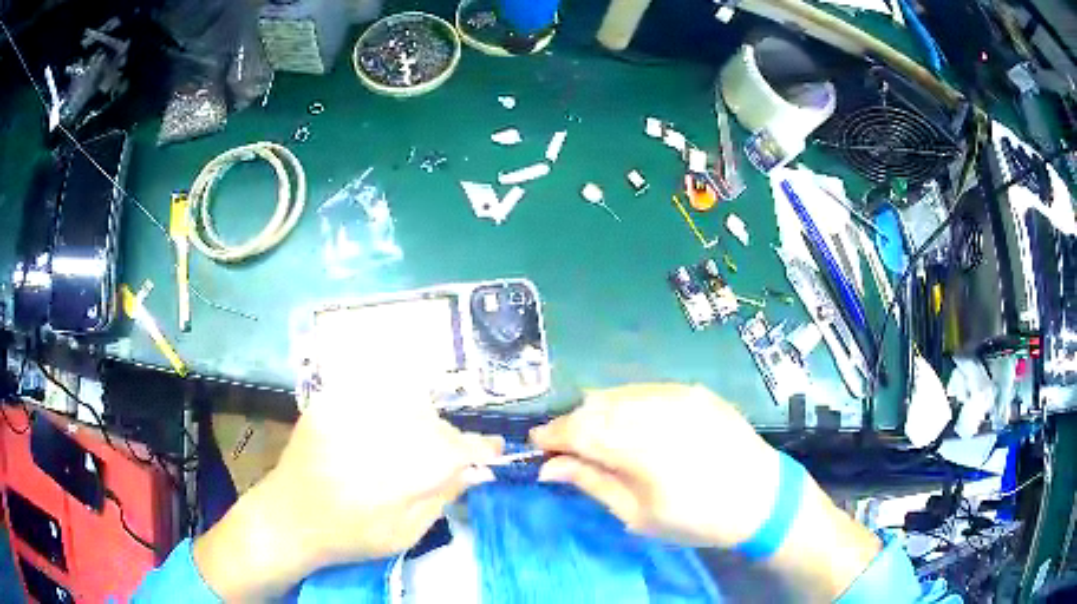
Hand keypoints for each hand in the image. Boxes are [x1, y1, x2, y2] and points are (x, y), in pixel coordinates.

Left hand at [193, 381, 502, 599]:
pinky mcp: (332, 400)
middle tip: (439, 461)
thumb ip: (443, 496)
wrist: (288, 516)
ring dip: (419, 424)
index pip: (458, 448)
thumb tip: (476, 469)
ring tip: (405, 448)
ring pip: (409, 404)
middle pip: (435, 423)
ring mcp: (351, 410)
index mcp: (401, 473)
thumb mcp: (406, 533)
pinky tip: (379, 433)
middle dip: (446, 441)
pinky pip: (376, 394)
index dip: (480, 448)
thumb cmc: (350, 535)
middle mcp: (378, 432)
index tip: (491, 452)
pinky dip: (390, 410)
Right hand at [530, 383, 781, 547]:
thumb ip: (593, 483)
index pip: (580, 430)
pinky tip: (629, 425)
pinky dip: (625, 405)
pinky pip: (643, 390)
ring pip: (617, 393)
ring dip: (596, 413)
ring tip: (597, 438)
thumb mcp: (639, 516)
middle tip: (565, 449)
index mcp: (644, 448)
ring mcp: (679, 394)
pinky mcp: (692, 390)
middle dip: (572, 425)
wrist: (760, 496)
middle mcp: (659, 410)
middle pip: (595, 406)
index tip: (536, 445)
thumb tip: (549, 467)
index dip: (552, 435)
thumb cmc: (697, 518)